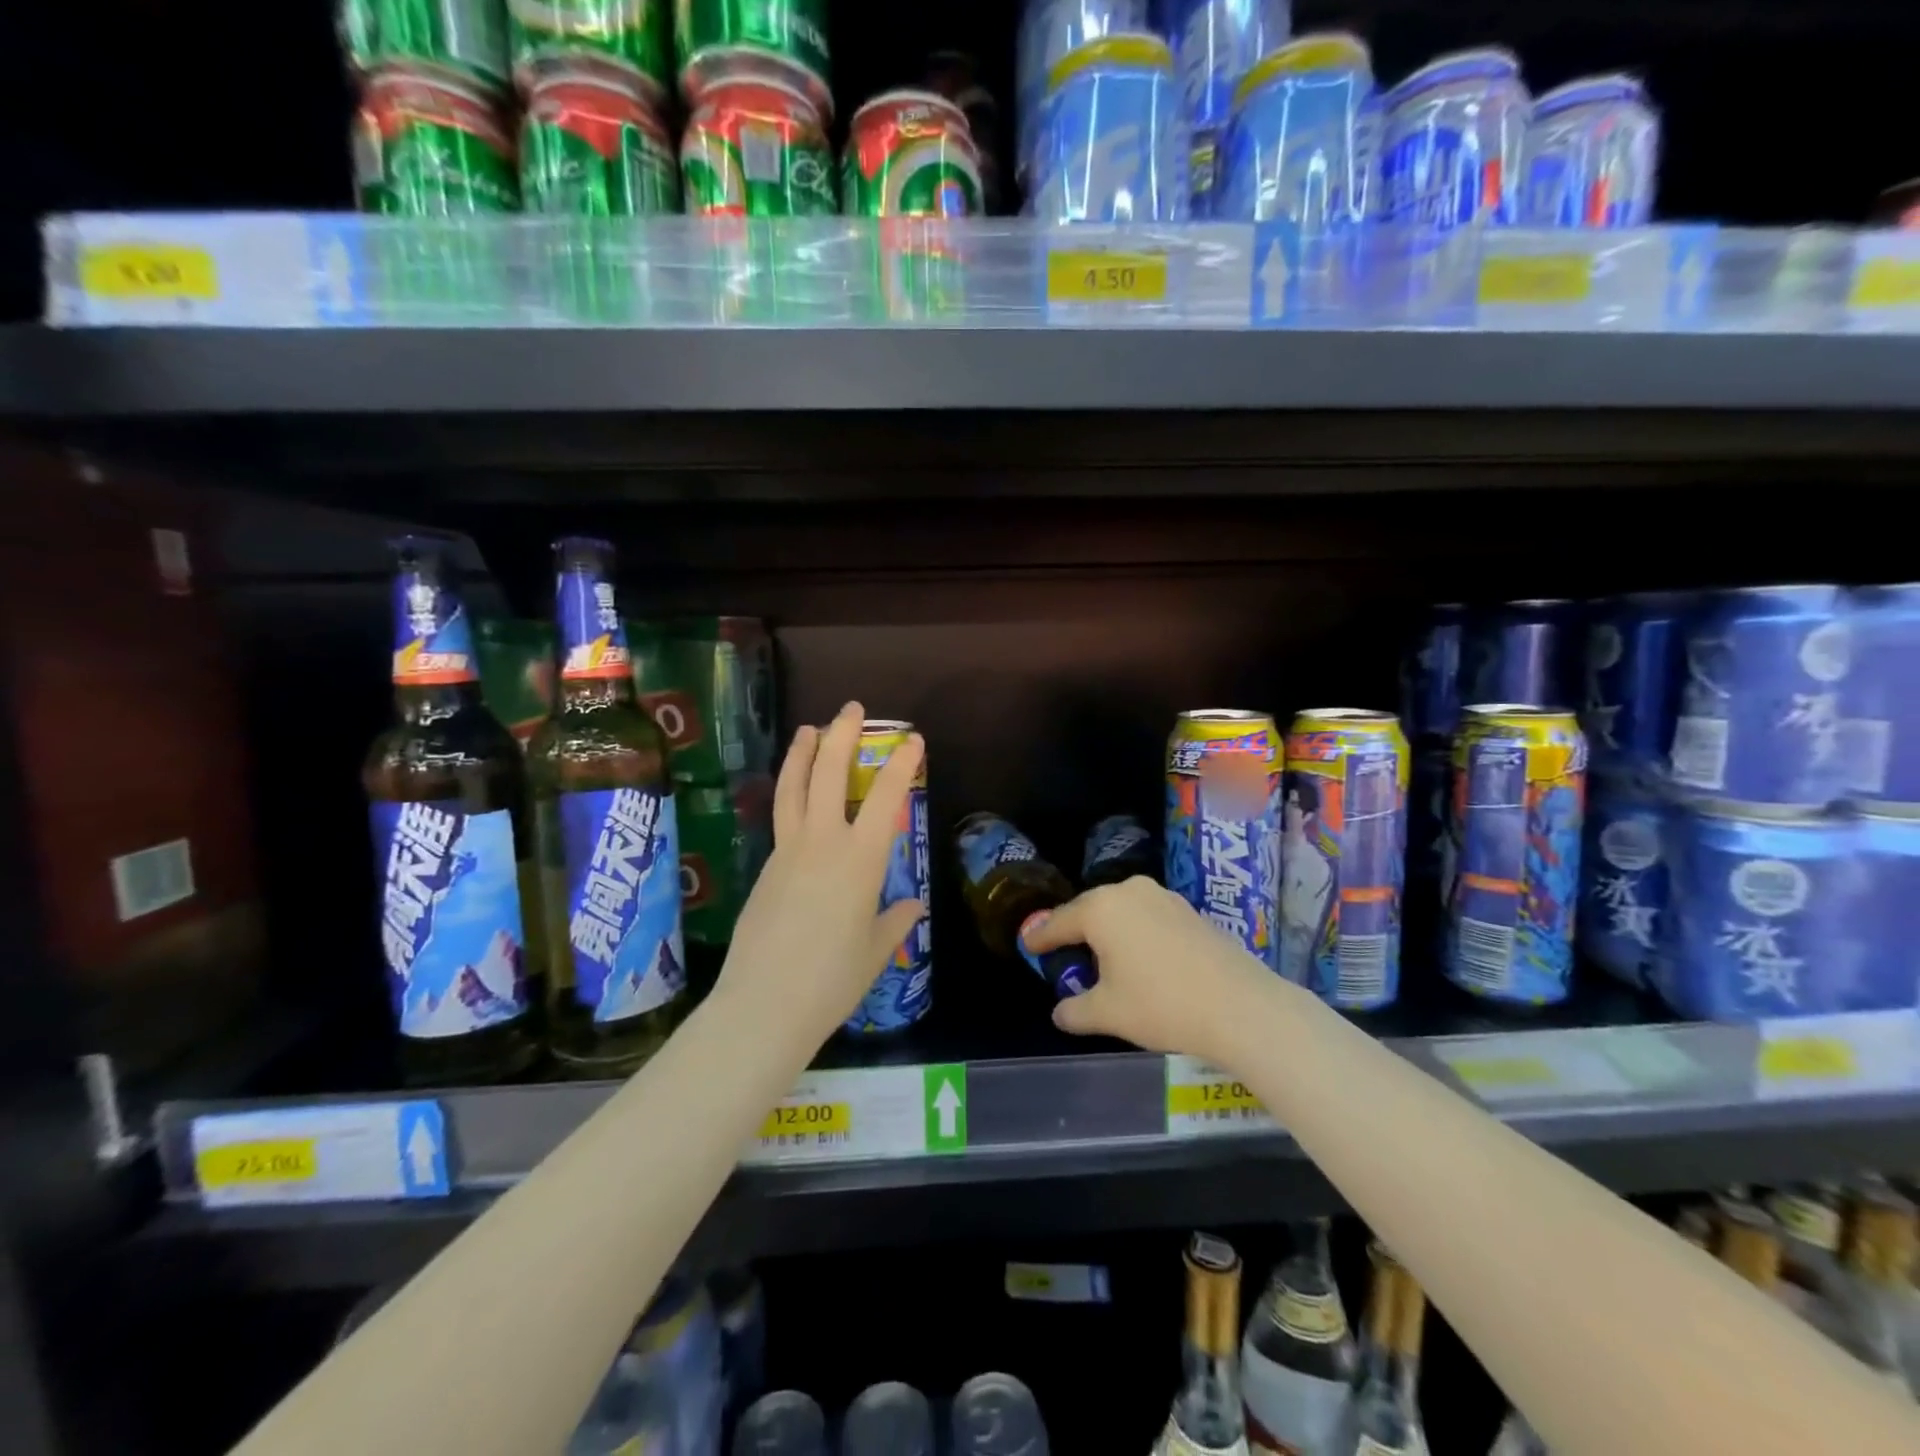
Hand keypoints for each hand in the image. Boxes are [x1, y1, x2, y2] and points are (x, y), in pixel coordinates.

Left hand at [715, 702, 925, 1047]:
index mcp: (860, 859)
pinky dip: (790, 792)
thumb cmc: (832, 980)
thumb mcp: (874, 951)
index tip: (913, 739)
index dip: (901, 764)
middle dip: (842, 736)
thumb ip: (895, 922)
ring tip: (809, 728)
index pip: (886, 798)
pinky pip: (781, 817)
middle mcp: (822, 843)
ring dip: (803, 753)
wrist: (764, 1005)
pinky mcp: (765, 868)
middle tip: (851, 709)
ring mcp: (788, 852)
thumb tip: (912, 907)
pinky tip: (796, 795)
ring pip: (793, 788)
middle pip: (829, 774)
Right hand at [1022, 877, 1272, 1063]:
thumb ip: (1074, 1010)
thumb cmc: (1161, 1005)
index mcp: (1101, 909)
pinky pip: (1148, 917)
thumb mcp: (1107, 1013)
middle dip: (1075, 931)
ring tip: (1102, 959)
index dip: (1040, 937)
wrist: (1240, 1007)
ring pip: (1121, 911)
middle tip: (1061, 953)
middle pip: (1090, 910)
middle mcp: (1129, 891)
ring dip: (1108, 932)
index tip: (1026, 945)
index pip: (1059, 921)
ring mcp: (1163, 897)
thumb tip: (1061, 1012)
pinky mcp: (1189, 910)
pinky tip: (1140, 959)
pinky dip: (1136, 934)